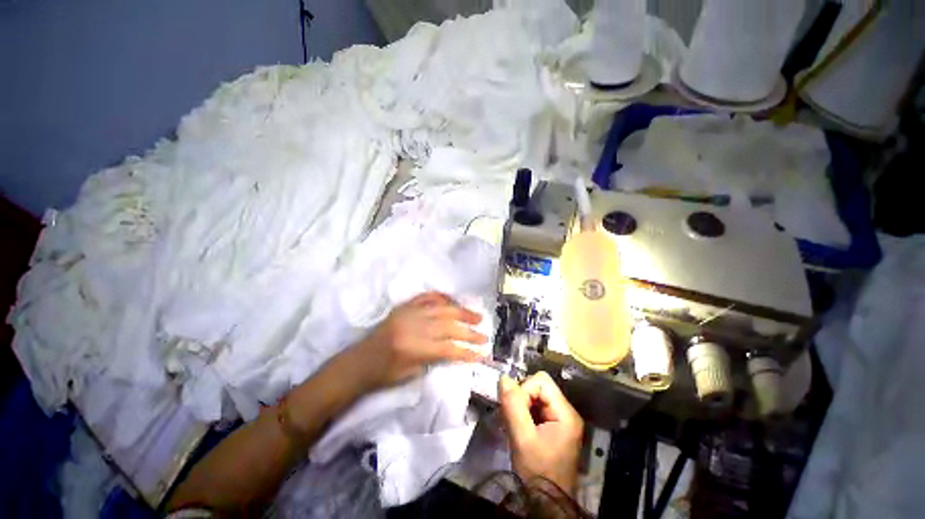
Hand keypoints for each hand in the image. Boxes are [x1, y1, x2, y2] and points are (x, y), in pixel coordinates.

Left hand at [353, 291, 488, 389]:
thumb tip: (455, 349)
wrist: (359, 362)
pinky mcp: (404, 307)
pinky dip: (442, 298)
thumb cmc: (384, 375)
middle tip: (484, 333)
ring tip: (476, 315)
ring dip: (461, 311)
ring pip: (442, 308)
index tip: (482, 353)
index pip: (448, 348)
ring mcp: (409, 313)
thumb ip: (435, 359)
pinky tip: (453, 301)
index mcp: (414, 348)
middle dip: (469, 330)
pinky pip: (426, 297)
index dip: (467, 351)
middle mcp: (414, 327)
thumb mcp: (412, 374)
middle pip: (449, 325)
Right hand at [499, 371, 583, 494]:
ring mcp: (561, 419)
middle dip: (522, 398)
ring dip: (521, 406)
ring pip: (535, 396)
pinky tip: (520, 428)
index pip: (541, 381)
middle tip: (513, 418)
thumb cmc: (537, 472)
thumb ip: (513, 406)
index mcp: (565, 413)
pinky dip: (524, 413)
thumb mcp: (522, 438)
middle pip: (538, 386)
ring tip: (515, 425)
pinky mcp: (554, 426)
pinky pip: (536, 407)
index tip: (516, 411)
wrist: (547, 503)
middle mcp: (566, 411)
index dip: (524, 389)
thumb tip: (504, 378)